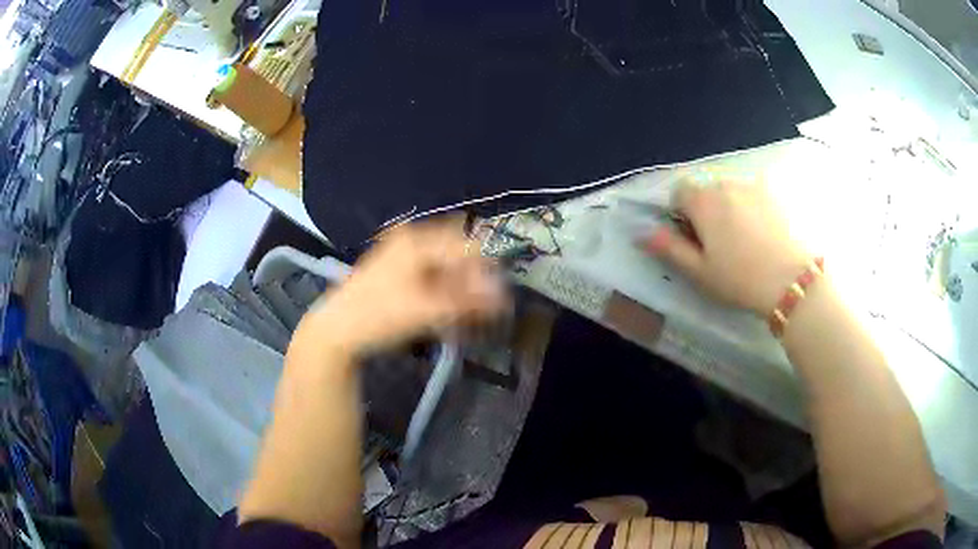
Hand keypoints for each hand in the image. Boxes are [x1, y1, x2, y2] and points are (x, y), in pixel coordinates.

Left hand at [299, 220, 507, 359]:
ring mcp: (402, 256)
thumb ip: (468, 301)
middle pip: (457, 256)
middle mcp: (412, 241)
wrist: (335, 330)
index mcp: (418, 241)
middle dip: (471, 285)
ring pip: (445, 269)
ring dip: (457, 293)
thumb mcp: (425, 310)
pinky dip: (441, 296)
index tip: (493, 303)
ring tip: (459, 319)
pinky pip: (431, 278)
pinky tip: (443, 316)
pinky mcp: (397, 272)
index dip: (485, 274)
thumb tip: (505, 295)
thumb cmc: (378, 316)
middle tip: (475, 314)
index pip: (467, 247)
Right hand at [639, 177, 811, 315]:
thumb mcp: (699, 271)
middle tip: (718, 242)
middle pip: (706, 188)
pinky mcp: (775, 193)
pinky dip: (752, 205)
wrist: (792, 280)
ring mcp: (753, 184)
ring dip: (729, 206)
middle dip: (705, 208)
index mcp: (703, 199)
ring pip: (730, 189)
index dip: (680, 213)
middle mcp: (725, 182)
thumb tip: (643, 233)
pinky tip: (763, 231)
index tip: (692, 238)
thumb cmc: (740, 278)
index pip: (679, 191)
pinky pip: (754, 192)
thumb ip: (669, 248)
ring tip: (744, 238)